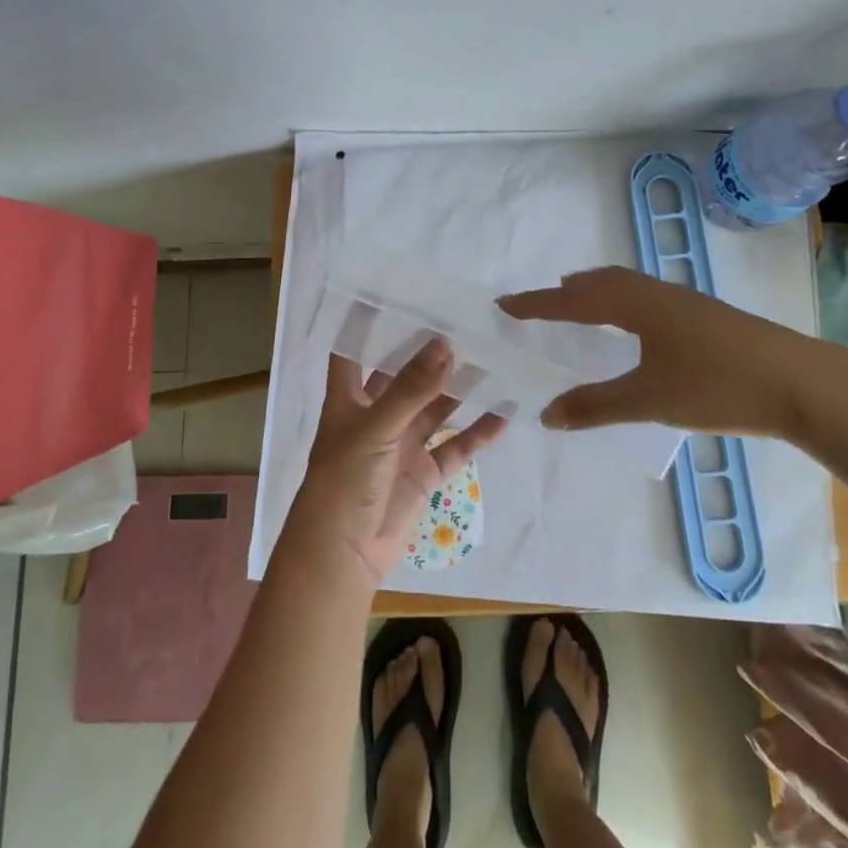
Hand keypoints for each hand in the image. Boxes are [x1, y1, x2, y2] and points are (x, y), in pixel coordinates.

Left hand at [283, 338, 507, 592]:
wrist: (343, 554)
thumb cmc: (344, 480)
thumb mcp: (375, 427)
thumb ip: (411, 388)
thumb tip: (444, 344)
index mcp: (349, 398)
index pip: (353, 351)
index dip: (366, 324)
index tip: (394, 293)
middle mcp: (375, 415)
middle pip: (403, 376)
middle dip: (428, 354)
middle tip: (463, 321)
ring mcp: (401, 444)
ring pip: (435, 408)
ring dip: (459, 388)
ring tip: (492, 357)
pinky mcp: (423, 473)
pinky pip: (455, 447)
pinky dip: (477, 432)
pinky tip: (504, 412)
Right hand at [497, 266, 842, 438]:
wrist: (802, 383)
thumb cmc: (718, 386)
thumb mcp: (650, 401)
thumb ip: (595, 406)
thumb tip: (546, 414)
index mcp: (635, 305)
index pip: (572, 300)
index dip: (536, 304)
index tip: (504, 304)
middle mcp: (655, 293)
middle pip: (598, 282)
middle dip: (564, 292)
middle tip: (537, 305)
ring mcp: (683, 300)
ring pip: (625, 285)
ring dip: (594, 292)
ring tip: (577, 305)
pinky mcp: (703, 314)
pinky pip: (644, 295)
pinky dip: (619, 300)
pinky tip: (632, 325)